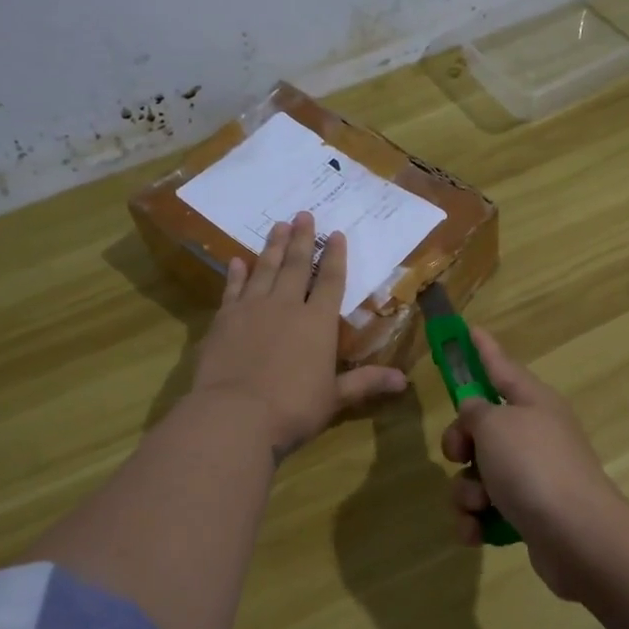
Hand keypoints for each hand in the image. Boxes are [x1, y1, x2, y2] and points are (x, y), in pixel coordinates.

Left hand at [191, 212, 406, 457]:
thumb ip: (365, 382)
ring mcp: (252, 309)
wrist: (235, 414)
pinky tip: (238, 261)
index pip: (331, 282)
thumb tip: (404, 381)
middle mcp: (286, 306)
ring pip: (265, 269)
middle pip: (297, 266)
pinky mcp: (224, 319)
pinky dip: (236, 274)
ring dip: (273, 247)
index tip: (336, 233)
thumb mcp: (334, 397)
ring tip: (278, 226)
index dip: (336, 257)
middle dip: (303, 239)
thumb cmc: (293, 408)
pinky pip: (233, 289)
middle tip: (304, 214)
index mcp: (318, 322)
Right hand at [440, 329, 628, 600]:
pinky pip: (487, 510)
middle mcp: (534, 434)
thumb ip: (475, 412)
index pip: (500, 366)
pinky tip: (477, 531)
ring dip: (466, 490)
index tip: (468, 329)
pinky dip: (477, 520)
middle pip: (481, 426)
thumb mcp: (495, 426)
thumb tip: (475, 412)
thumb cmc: (534, 467)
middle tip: (459, 454)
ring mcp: (533, 476)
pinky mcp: (528, 514)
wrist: (578, 537)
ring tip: (478, 504)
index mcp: (533, 402)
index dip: (482, 349)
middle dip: (460, 443)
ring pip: (478, 473)